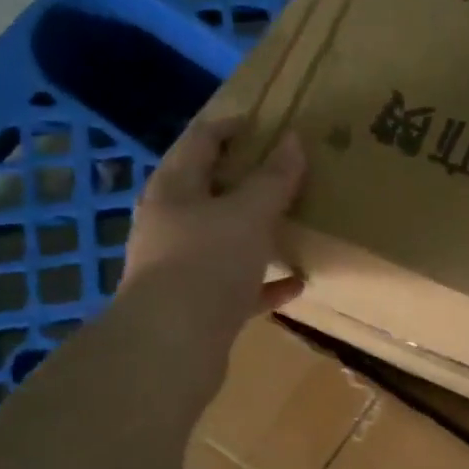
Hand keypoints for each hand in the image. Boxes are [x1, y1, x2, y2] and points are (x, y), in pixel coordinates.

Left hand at [113, 113, 305, 387]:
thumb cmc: (207, 264)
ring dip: (256, 232)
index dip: (231, 126)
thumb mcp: (247, 214)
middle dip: (246, 180)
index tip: (266, 122)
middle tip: (286, 171)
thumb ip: (273, 180)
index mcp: (174, 189)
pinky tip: (297, 282)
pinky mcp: (199, 307)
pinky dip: (265, 283)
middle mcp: (171, 224)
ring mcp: (182, 268)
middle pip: (210, 190)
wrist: (172, 347)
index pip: (200, 140)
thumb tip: (293, 141)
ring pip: (224, 240)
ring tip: (293, 223)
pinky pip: (238, 287)